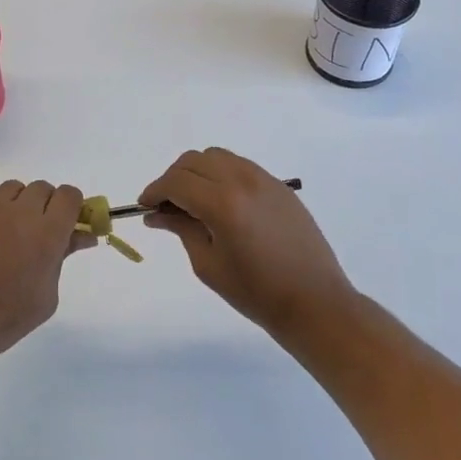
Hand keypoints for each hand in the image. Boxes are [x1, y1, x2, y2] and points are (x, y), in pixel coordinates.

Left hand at [0, 180, 91, 367]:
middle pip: (43, 189)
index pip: (70, 196)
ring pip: (14, 188)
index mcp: (46, 235)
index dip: (71, 207)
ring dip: (16, 205)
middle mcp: (20, 212)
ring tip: (3, 235)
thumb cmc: (0, 320)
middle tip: (33, 235)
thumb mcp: (44, 298)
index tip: (65, 224)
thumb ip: (63, 259)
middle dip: (44, 207)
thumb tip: (82, 235)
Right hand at [140, 148, 356, 339]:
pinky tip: (220, 201)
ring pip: (216, 156)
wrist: (315, 303)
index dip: (155, 191)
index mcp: (222, 203)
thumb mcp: (208, 265)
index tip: (145, 207)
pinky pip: (239, 165)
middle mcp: (242, 180)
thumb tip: (156, 214)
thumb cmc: (256, 293)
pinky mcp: (278, 185)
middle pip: (193, 161)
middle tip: (166, 206)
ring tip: (193, 201)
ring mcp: (263, 179)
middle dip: (173, 179)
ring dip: (197, 172)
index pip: (176, 182)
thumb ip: (181, 229)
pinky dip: (220, 174)